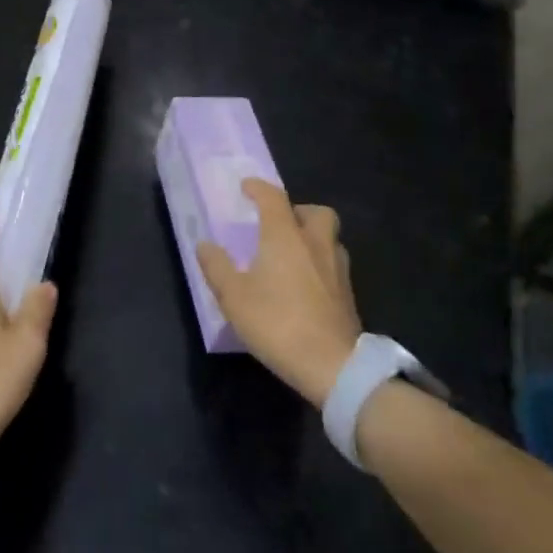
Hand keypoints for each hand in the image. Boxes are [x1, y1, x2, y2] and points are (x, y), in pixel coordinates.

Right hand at [198, 180, 360, 408]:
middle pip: (316, 212)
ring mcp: (337, 269)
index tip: (246, 187)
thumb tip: (204, 244)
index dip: (259, 188)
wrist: (333, 366)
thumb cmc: (277, 323)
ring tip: (292, 254)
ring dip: (312, 237)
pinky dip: (319, 263)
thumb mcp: (233, 297)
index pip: (274, 198)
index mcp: (286, 237)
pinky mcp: (348, 295)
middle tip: (278, 223)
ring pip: (329, 238)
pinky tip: (305, 283)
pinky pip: (334, 264)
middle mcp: (316, 244)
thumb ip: (217, 267)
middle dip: (297, 210)